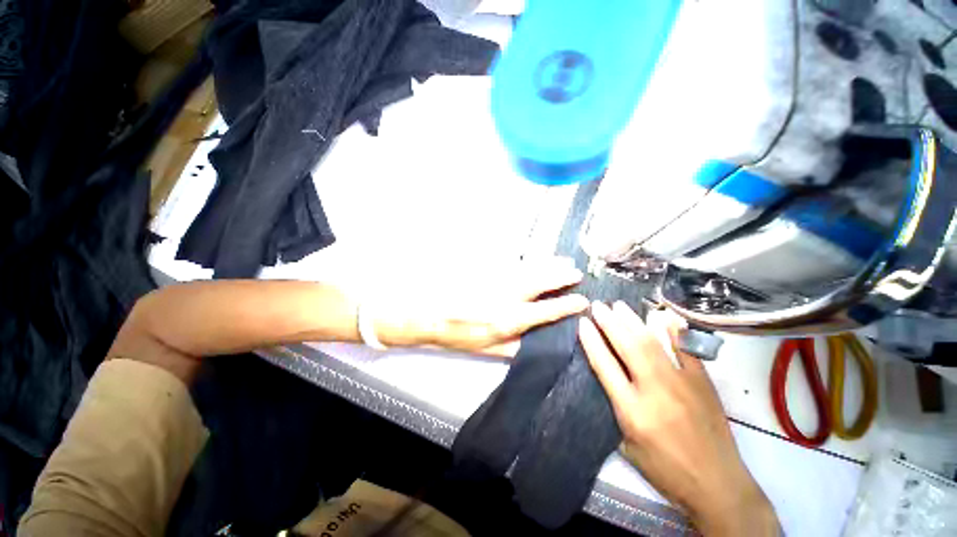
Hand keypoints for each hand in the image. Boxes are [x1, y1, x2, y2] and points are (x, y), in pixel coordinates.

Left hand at [374, 257, 587, 356]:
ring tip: (563, 261)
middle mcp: (507, 297)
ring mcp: (496, 279)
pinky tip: (534, 259)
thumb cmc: (456, 335)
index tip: (582, 300)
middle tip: (575, 272)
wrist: (427, 312)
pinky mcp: (486, 269)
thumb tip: (533, 343)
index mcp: (509, 320)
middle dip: (562, 275)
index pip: (547, 311)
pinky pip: (513, 262)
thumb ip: (512, 347)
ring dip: (548, 264)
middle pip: (541, 282)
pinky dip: (527, 260)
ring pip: (529, 268)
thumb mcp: (484, 351)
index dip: (567, 306)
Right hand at [579, 301, 779, 535]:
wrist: (717, 486)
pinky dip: (674, 331)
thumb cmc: (665, 470)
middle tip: (598, 306)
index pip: (605, 365)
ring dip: (633, 321)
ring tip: (619, 306)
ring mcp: (682, 383)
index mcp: (632, 410)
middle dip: (609, 322)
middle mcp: (655, 391)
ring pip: (653, 343)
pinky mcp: (703, 383)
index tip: (583, 322)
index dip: (591, 340)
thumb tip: (607, 376)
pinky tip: (663, 316)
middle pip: (628, 347)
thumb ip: (614, 408)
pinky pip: (687, 349)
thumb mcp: (626, 445)